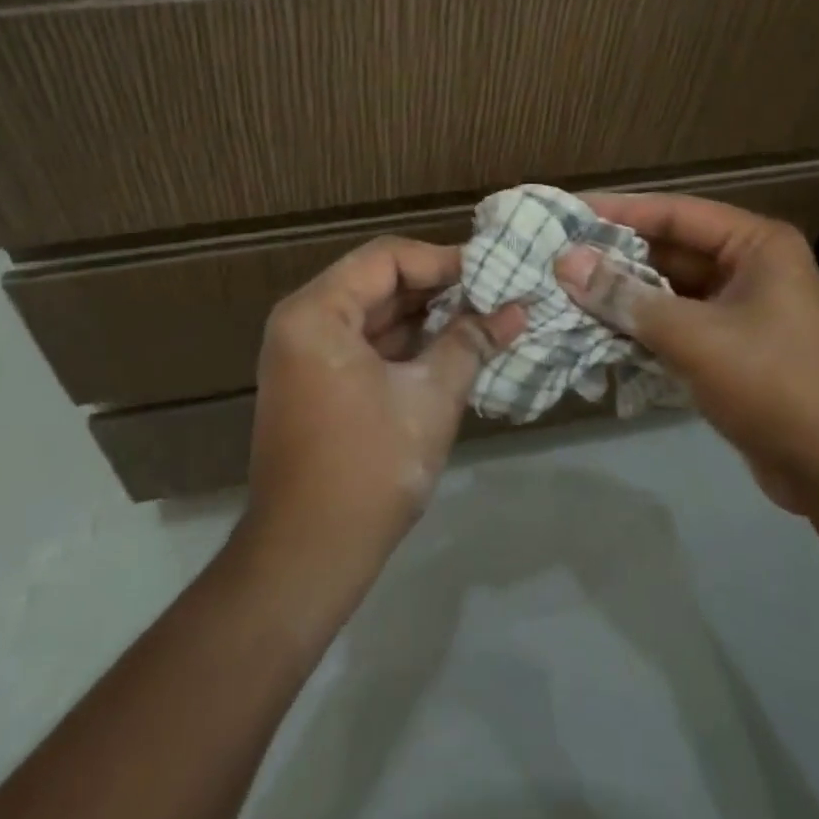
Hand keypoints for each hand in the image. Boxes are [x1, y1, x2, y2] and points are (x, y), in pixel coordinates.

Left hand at [244, 236, 525, 580]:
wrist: (305, 559)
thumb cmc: (367, 470)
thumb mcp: (430, 398)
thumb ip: (470, 342)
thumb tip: (516, 310)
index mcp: (316, 312)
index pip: (387, 258)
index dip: (443, 261)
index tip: (493, 273)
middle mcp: (303, 321)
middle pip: (379, 281)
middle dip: (439, 289)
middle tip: (496, 294)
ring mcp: (306, 353)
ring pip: (375, 313)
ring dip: (427, 317)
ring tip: (485, 318)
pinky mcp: (316, 382)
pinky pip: (366, 344)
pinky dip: (407, 344)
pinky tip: (453, 348)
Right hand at [554, 194, 818, 512]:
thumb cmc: (776, 385)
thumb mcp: (695, 337)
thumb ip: (627, 298)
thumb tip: (566, 262)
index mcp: (754, 245)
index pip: (673, 213)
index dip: (617, 211)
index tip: (565, 212)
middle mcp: (749, 268)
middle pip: (668, 252)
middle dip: (614, 258)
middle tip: (554, 257)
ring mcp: (741, 311)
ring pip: (668, 292)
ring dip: (623, 296)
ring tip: (564, 293)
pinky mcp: (732, 349)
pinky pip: (676, 325)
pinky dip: (641, 329)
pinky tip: (595, 333)